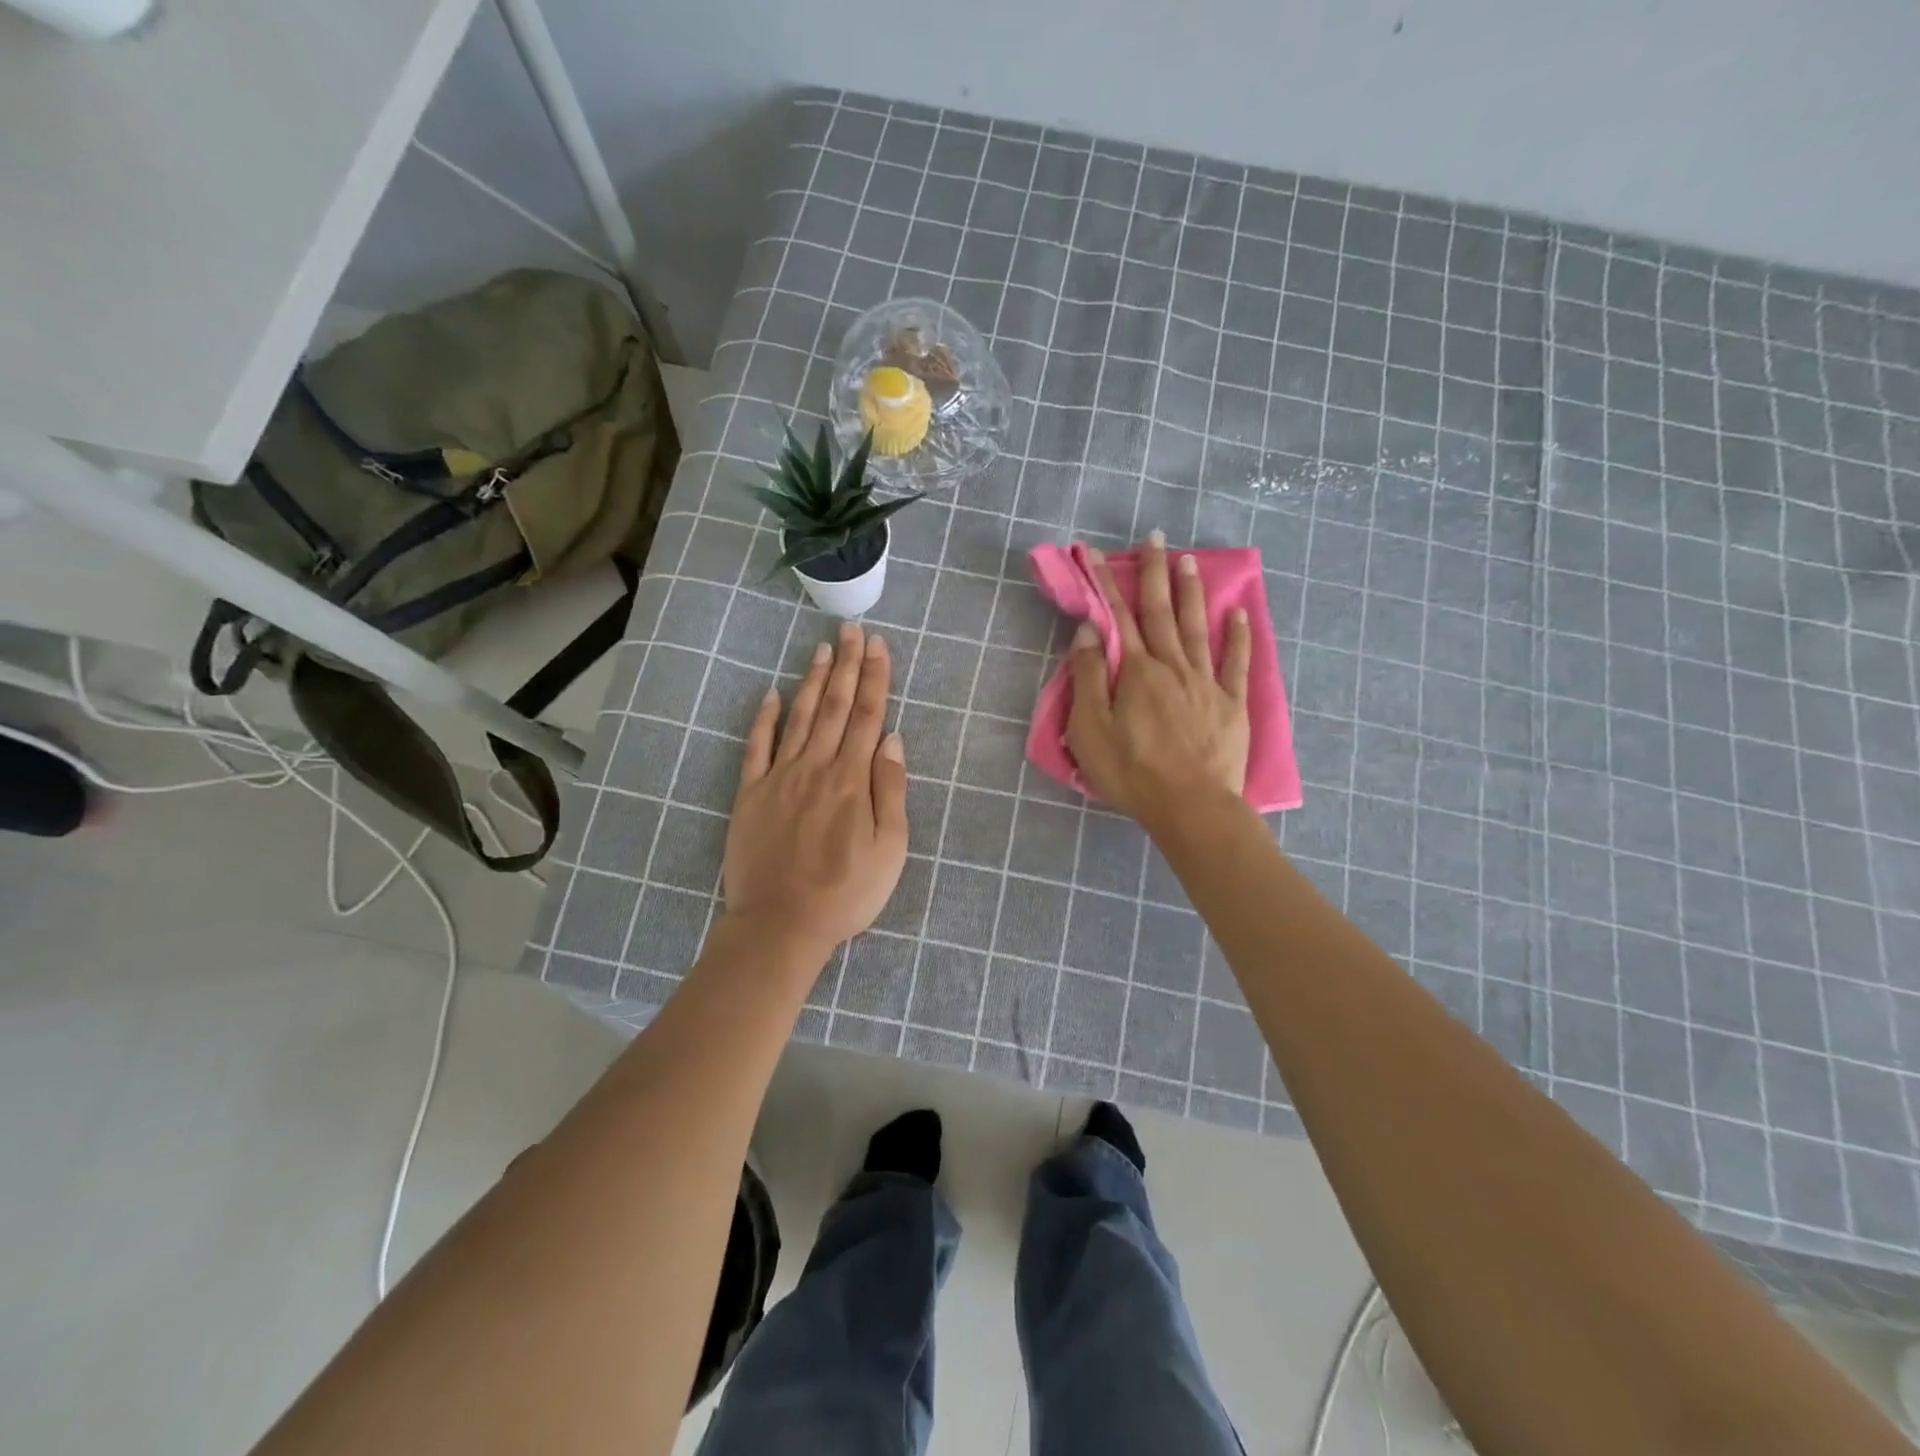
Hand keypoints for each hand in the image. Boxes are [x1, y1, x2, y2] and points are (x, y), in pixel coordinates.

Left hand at [724, 621, 908, 959]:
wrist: (781, 924)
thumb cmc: (846, 892)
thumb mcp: (889, 850)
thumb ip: (890, 791)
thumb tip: (892, 740)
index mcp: (852, 780)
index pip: (868, 717)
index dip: (875, 678)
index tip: (878, 646)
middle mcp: (816, 767)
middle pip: (836, 707)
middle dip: (847, 666)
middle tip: (852, 630)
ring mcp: (780, 778)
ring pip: (800, 718)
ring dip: (813, 681)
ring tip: (822, 649)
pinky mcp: (750, 794)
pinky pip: (757, 747)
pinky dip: (765, 719)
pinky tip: (772, 694)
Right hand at [1066, 532, 1251, 832]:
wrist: (1191, 806)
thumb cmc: (1132, 772)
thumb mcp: (1090, 729)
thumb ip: (1089, 676)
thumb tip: (1091, 629)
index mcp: (1137, 671)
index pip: (1119, 617)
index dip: (1106, 583)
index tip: (1095, 553)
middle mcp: (1173, 666)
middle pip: (1161, 612)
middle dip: (1155, 572)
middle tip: (1156, 537)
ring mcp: (1206, 683)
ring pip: (1197, 627)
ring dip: (1191, 592)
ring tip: (1190, 560)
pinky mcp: (1231, 704)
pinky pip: (1235, 663)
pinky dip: (1237, 636)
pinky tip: (1239, 613)